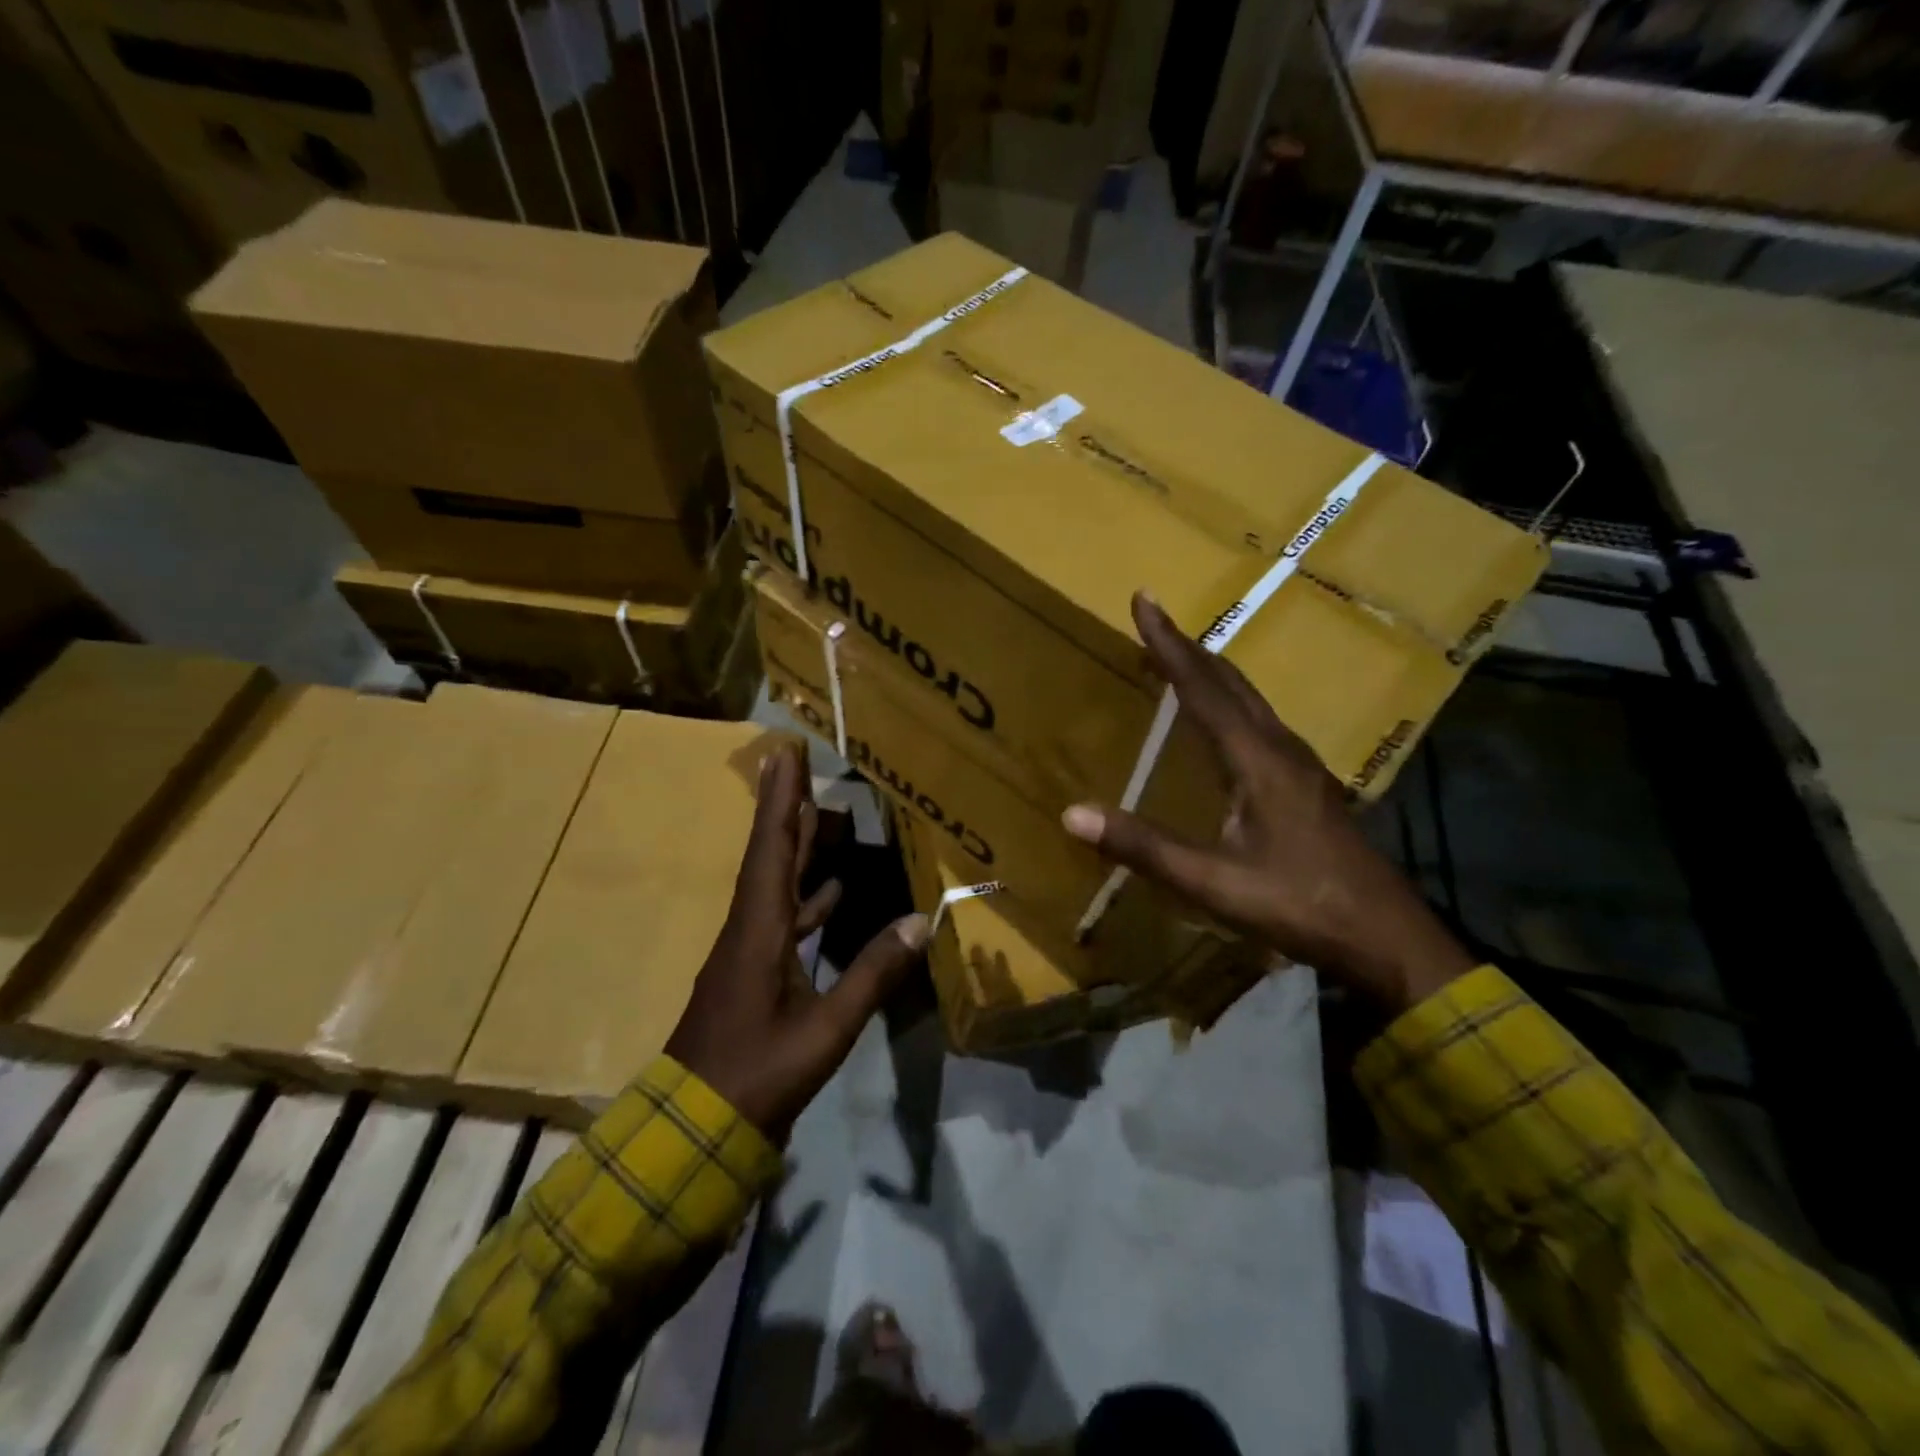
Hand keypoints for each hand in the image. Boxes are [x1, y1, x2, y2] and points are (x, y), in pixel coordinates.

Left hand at [665, 742, 929, 1142]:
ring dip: (796, 846)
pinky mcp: (752, 972)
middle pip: (770, 854)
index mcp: (759, 930)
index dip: (779, 799)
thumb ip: (873, 974)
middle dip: (785, 807)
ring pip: (775, 883)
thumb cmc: (758, 1073)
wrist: (694, 1128)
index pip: (771, 849)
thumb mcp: (825, 1029)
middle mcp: (749, 928)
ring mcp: (747, 951)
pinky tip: (831, 893)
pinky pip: (782, 916)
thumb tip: (921, 922)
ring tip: (823, 815)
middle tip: (800, 764)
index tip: (782, 753)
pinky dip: (806, 896)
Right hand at [1062, 592, 1474, 1016]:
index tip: (1143, 601)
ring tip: (1179, 661)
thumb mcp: (1212, 881)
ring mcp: (1300, 764)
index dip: (1168, 644)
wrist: (1384, 936)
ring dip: (1210, 673)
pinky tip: (1223, 722)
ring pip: (1249, 699)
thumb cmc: (1298, 904)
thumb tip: (1072, 814)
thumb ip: (1143, 846)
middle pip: (1229, 682)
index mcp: (1256, 758)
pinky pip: (1259, 722)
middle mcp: (1280, 748)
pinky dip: (1229, 702)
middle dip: (1188, 649)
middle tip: (1153, 623)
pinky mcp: (1307, 784)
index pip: (1202, 687)